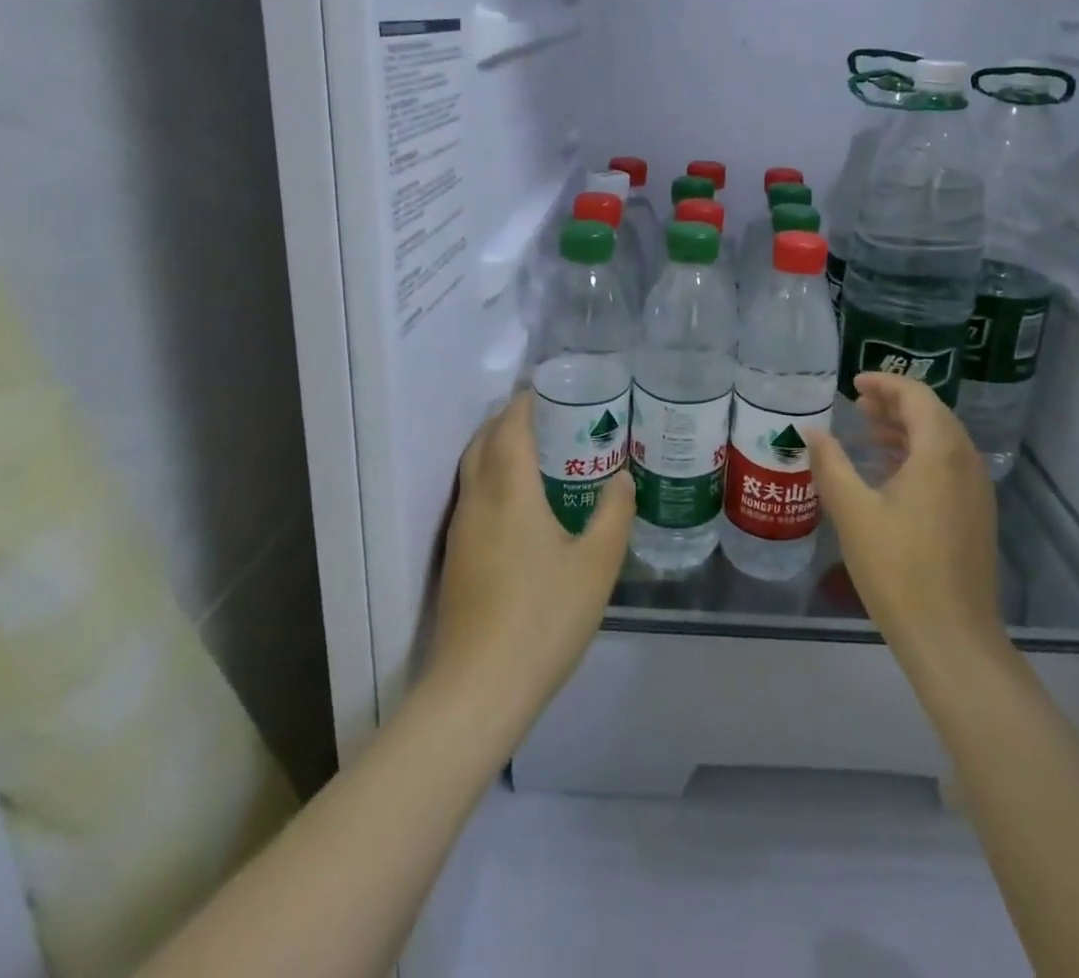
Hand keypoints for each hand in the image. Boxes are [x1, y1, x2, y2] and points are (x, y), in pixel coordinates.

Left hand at [426, 391, 634, 727]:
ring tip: (538, 451)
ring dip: (497, 448)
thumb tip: (622, 478)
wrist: (479, 689)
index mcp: (509, 491)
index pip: (508, 427)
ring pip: (473, 470)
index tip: (547, 389)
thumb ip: (613, 514)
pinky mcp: (455, 559)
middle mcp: (477, 501)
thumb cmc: (543, 617)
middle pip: (483, 442)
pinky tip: (521, 503)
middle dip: (508, 420)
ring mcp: (461, 531)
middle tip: (548, 416)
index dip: (524, 402)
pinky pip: (472, 497)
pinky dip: (492, 478)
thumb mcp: (596, 565)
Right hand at [805, 373, 1008, 678]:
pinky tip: (888, 472)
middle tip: (856, 403)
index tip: (853, 384)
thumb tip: (812, 431)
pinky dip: (918, 455)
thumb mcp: (852, 512)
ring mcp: (976, 490)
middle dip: (894, 403)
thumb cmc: (898, 569)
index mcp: (940, 452)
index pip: (916, 396)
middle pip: (932, 414)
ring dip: (905, 429)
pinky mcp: (976, 515)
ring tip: (866, 432)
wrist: (952, 638)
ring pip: (941, 441)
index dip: (885, 383)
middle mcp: (966, 462)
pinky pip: (947, 466)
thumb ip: (830, 463)